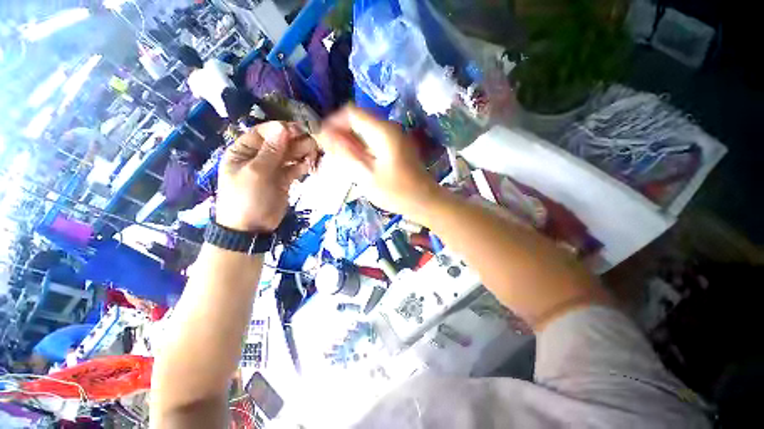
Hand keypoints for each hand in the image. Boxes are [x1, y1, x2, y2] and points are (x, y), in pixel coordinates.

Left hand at [216, 122, 317, 231]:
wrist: (251, 228)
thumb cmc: (247, 198)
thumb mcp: (256, 173)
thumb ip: (271, 151)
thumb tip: (283, 128)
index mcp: (244, 151)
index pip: (263, 132)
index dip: (280, 129)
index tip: (298, 130)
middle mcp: (259, 157)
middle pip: (279, 143)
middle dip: (295, 141)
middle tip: (312, 142)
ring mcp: (272, 168)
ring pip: (289, 155)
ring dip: (302, 152)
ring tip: (313, 153)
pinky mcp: (283, 179)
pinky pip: (294, 168)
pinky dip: (302, 165)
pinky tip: (309, 165)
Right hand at [316, 106, 440, 218]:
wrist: (424, 201)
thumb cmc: (396, 192)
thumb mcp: (366, 175)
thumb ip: (345, 153)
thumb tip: (326, 133)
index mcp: (382, 131)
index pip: (350, 112)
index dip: (333, 122)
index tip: (324, 140)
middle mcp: (389, 128)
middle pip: (358, 121)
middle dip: (341, 134)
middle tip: (332, 155)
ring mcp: (394, 137)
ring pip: (365, 132)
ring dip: (351, 143)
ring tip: (343, 162)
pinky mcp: (396, 147)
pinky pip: (373, 141)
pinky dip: (362, 149)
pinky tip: (358, 164)